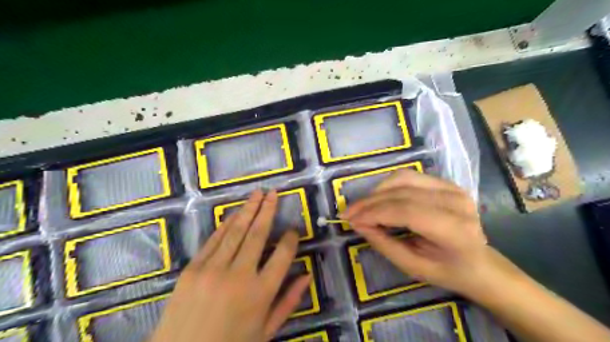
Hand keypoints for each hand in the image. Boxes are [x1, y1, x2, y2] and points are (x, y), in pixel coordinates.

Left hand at [149, 190, 310, 341]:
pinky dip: (226, 225)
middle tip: (274, 193)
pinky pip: (213, 240)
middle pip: (258, 234)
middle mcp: (239, 276)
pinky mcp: (192, 269)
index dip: (290, 239)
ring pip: (235, 231)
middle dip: (268, 210)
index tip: (293, 231)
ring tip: (257, 193)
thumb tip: (307, 275)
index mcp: (261, 293)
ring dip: (248, 209)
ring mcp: (212, 270)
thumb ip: (289, 302)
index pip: (282, 255)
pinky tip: (235, 214)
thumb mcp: (266, 331)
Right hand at [342, 170, 494, 296]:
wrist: (480, 263)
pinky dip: (388, 185)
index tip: (350, 219)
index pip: (406, 212)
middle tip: (349, 213)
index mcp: (455, 230)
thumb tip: (357, 223)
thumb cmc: (447, 271)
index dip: (374, 212)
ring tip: (363, 206)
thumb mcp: (412, 267)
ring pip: (402, 179)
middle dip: (370, 202)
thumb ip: (384, 243)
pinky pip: (409, 176)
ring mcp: (453, 188)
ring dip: (377, 191)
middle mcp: (456, 202)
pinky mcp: (446, 182)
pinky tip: (379, 198)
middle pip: (402, 193)